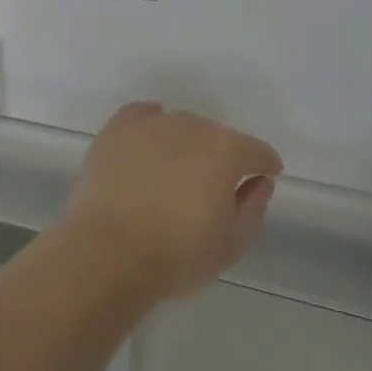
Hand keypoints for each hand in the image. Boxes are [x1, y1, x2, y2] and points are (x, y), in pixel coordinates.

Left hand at [61, 102, 281, 306]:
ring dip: (187, 143)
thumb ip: (253, 206)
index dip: (264, 165)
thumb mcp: (231, 243)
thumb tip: (259, 181)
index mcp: (225, 150)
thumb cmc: (176, 254)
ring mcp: (151, 125)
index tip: (263, 178)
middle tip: (214, 186)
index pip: (256, 151)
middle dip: (222, 156)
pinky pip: (141, 116)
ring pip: (180, 126)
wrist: (107, 253)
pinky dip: (150, 123)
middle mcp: (191, 126)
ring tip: (179, 171)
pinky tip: (151, 139)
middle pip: (217, 136)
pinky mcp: (116, 130)